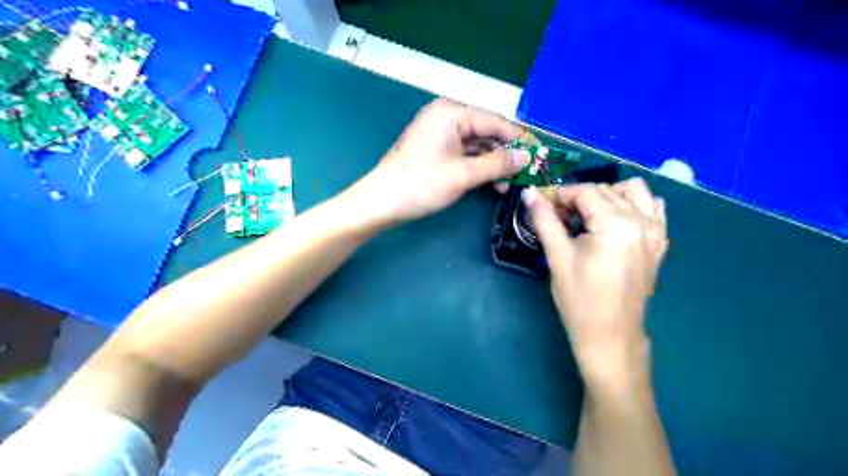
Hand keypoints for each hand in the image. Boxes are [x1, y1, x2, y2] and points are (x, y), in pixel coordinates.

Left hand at [346, 97, 527, 227]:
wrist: (383, 202)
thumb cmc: (423, 184)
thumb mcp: (464, 174)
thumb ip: (498, 164)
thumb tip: (527, 156)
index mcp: (452, 113)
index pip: (494, 121)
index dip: (518, 139)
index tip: (539, 154)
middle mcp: (446, 117)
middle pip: (485, 133)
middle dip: (504, 155)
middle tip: (523, 174)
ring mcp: (439, 133)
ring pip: (475, 146)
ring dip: (491, 165)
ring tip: (506, 186)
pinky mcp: (435, 149)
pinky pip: (463, 154)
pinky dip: (476, 167)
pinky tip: (488, 183)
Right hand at [524, 179, 669, 394]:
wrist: (610, 334)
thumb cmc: (579, 299)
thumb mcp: (558, 257)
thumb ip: (545, 220)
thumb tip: (529, 194)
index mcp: (616, 225)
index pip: (586, 192)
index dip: (560, 194)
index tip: (542, 203)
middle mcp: (641, 221)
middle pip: (606, 190)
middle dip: (578, 196)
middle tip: (557, 214)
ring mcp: (656, 231)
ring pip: (633, 191)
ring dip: (607, 195)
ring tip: (587, 215)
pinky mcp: (660, 242)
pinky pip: (652, 207)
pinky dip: (632, 204)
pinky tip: (613, 220)